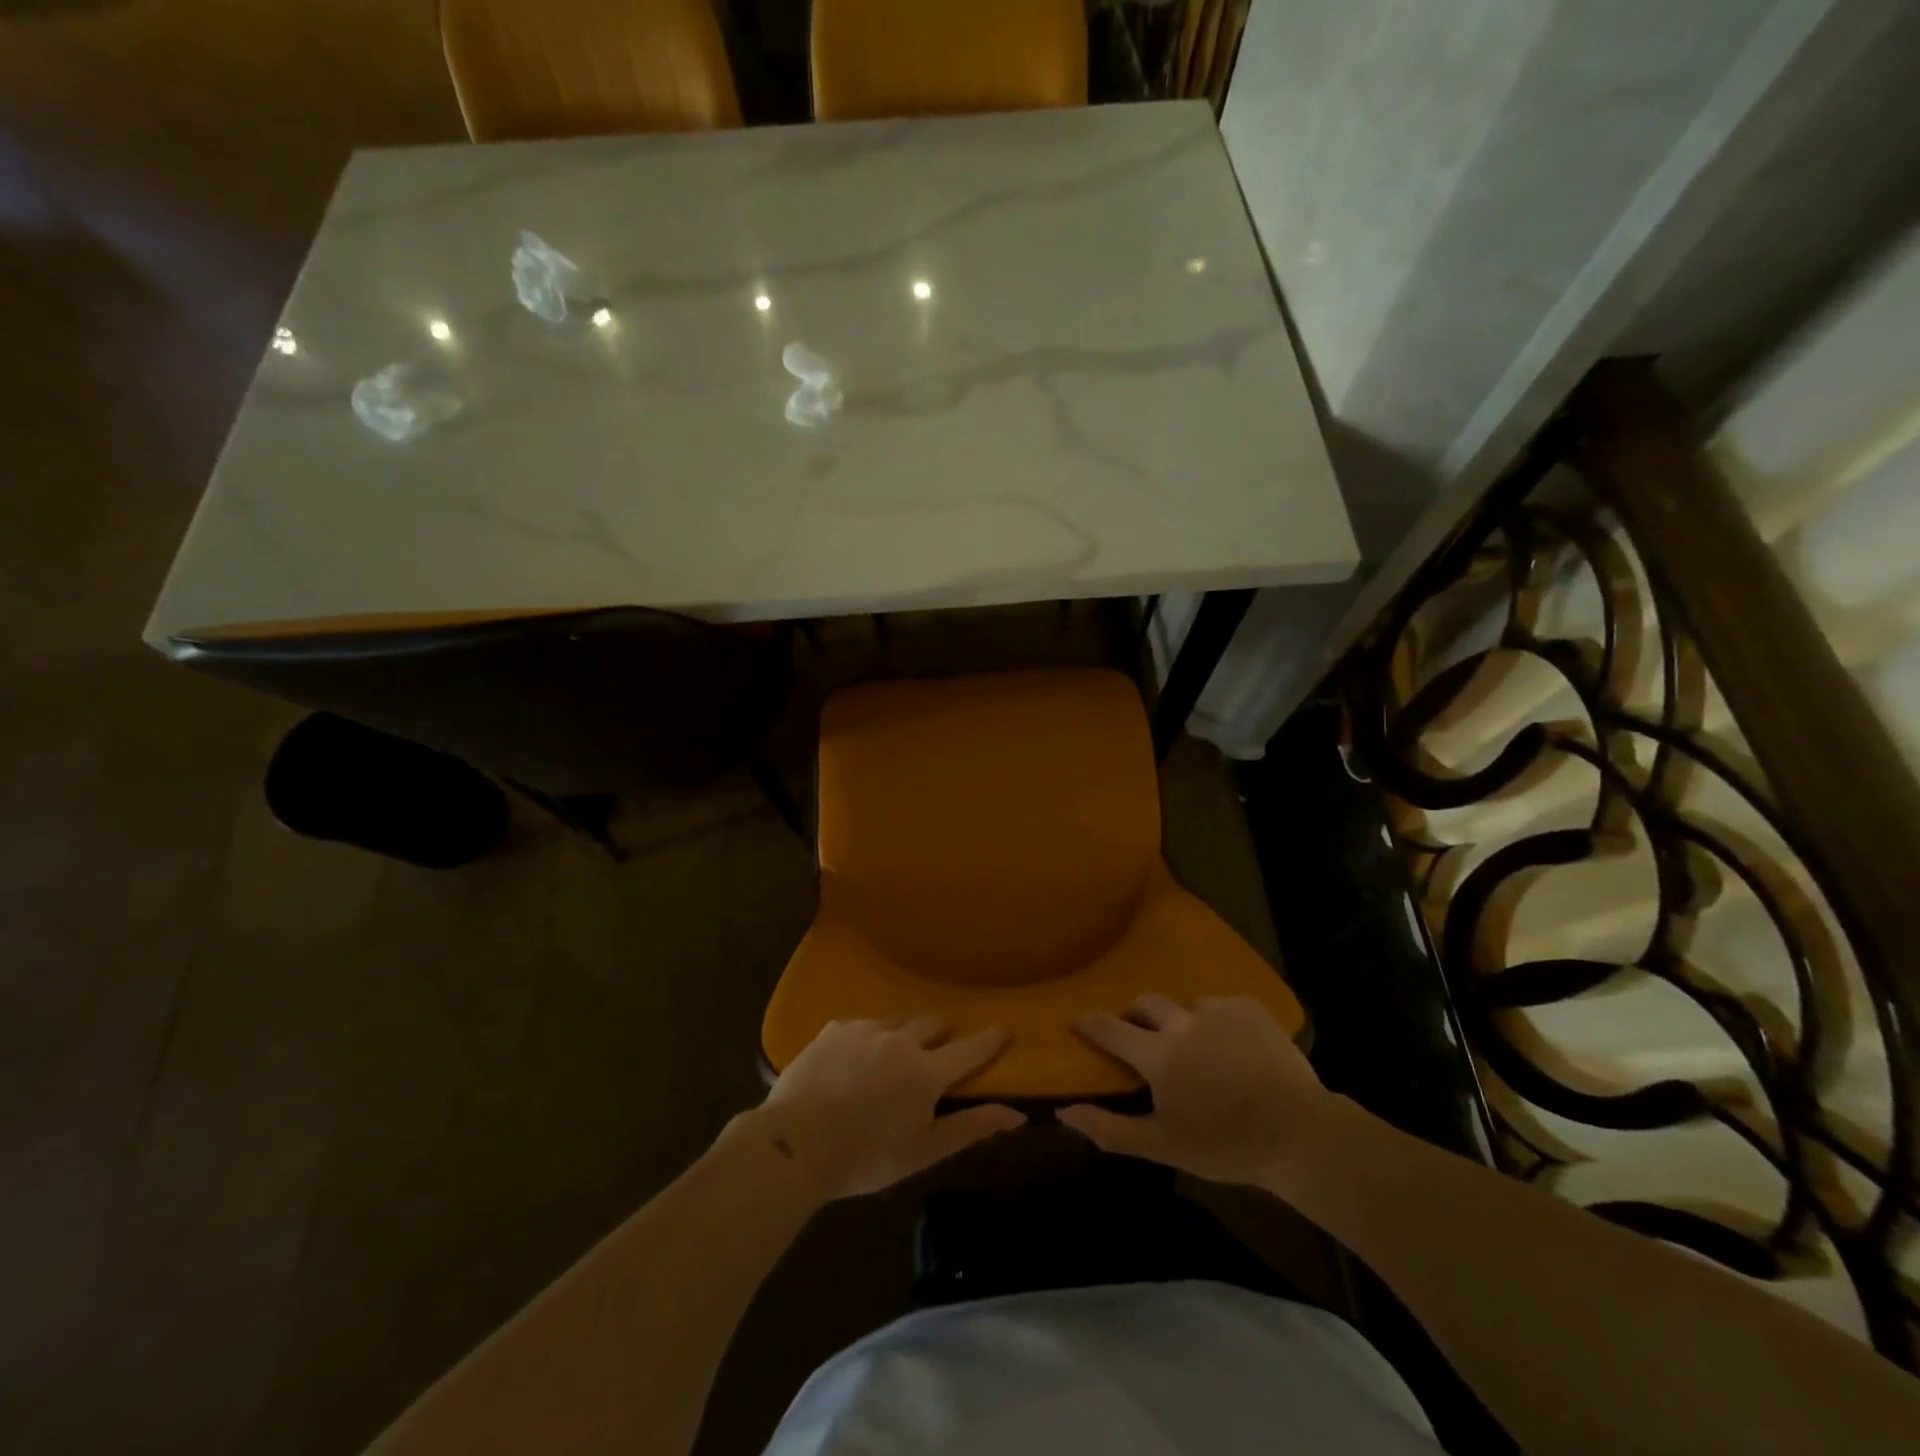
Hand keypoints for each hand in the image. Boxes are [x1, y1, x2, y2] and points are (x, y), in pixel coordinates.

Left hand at [749, 1018, 1026, 1200]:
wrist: (794, 1144)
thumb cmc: (865, 1156)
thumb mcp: (923, 1151)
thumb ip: (971, 1128)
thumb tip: (1016, 1114)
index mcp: (926, 1071)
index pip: (970, 1049)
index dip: (990, 1040)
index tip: (1005, 1028)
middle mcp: (900, 1039)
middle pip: (933, 1024)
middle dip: (944, 1034)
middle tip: (941, 1049)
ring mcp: (865, 1029)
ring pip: (898, 1019)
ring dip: (907, 1032)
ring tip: (898, 1053)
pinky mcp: (835, 1028)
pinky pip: (863, 1024)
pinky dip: (871, 1037)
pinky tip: (857, 1057)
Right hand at [1057, 995, 1333, 1188]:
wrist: (1300, 1133)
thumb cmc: (1226, 1145)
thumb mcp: (1163, 1146)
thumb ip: (1110, 1128)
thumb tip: (1063, 1111)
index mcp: (1158, 1054)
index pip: (1109, 1028)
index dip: (1090, 1024)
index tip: (1080, 1022)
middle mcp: (1182, 1022)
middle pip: (1145, 1003)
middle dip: (1136, 1016)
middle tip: (1141, 1037)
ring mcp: (1218, 1010)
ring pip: (1185, 1004)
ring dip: (1179, 1020)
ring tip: (1193, 1044)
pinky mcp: (1249, 1008)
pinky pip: (1220, 1004)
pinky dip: (1215, 1020)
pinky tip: (1229, 1043)